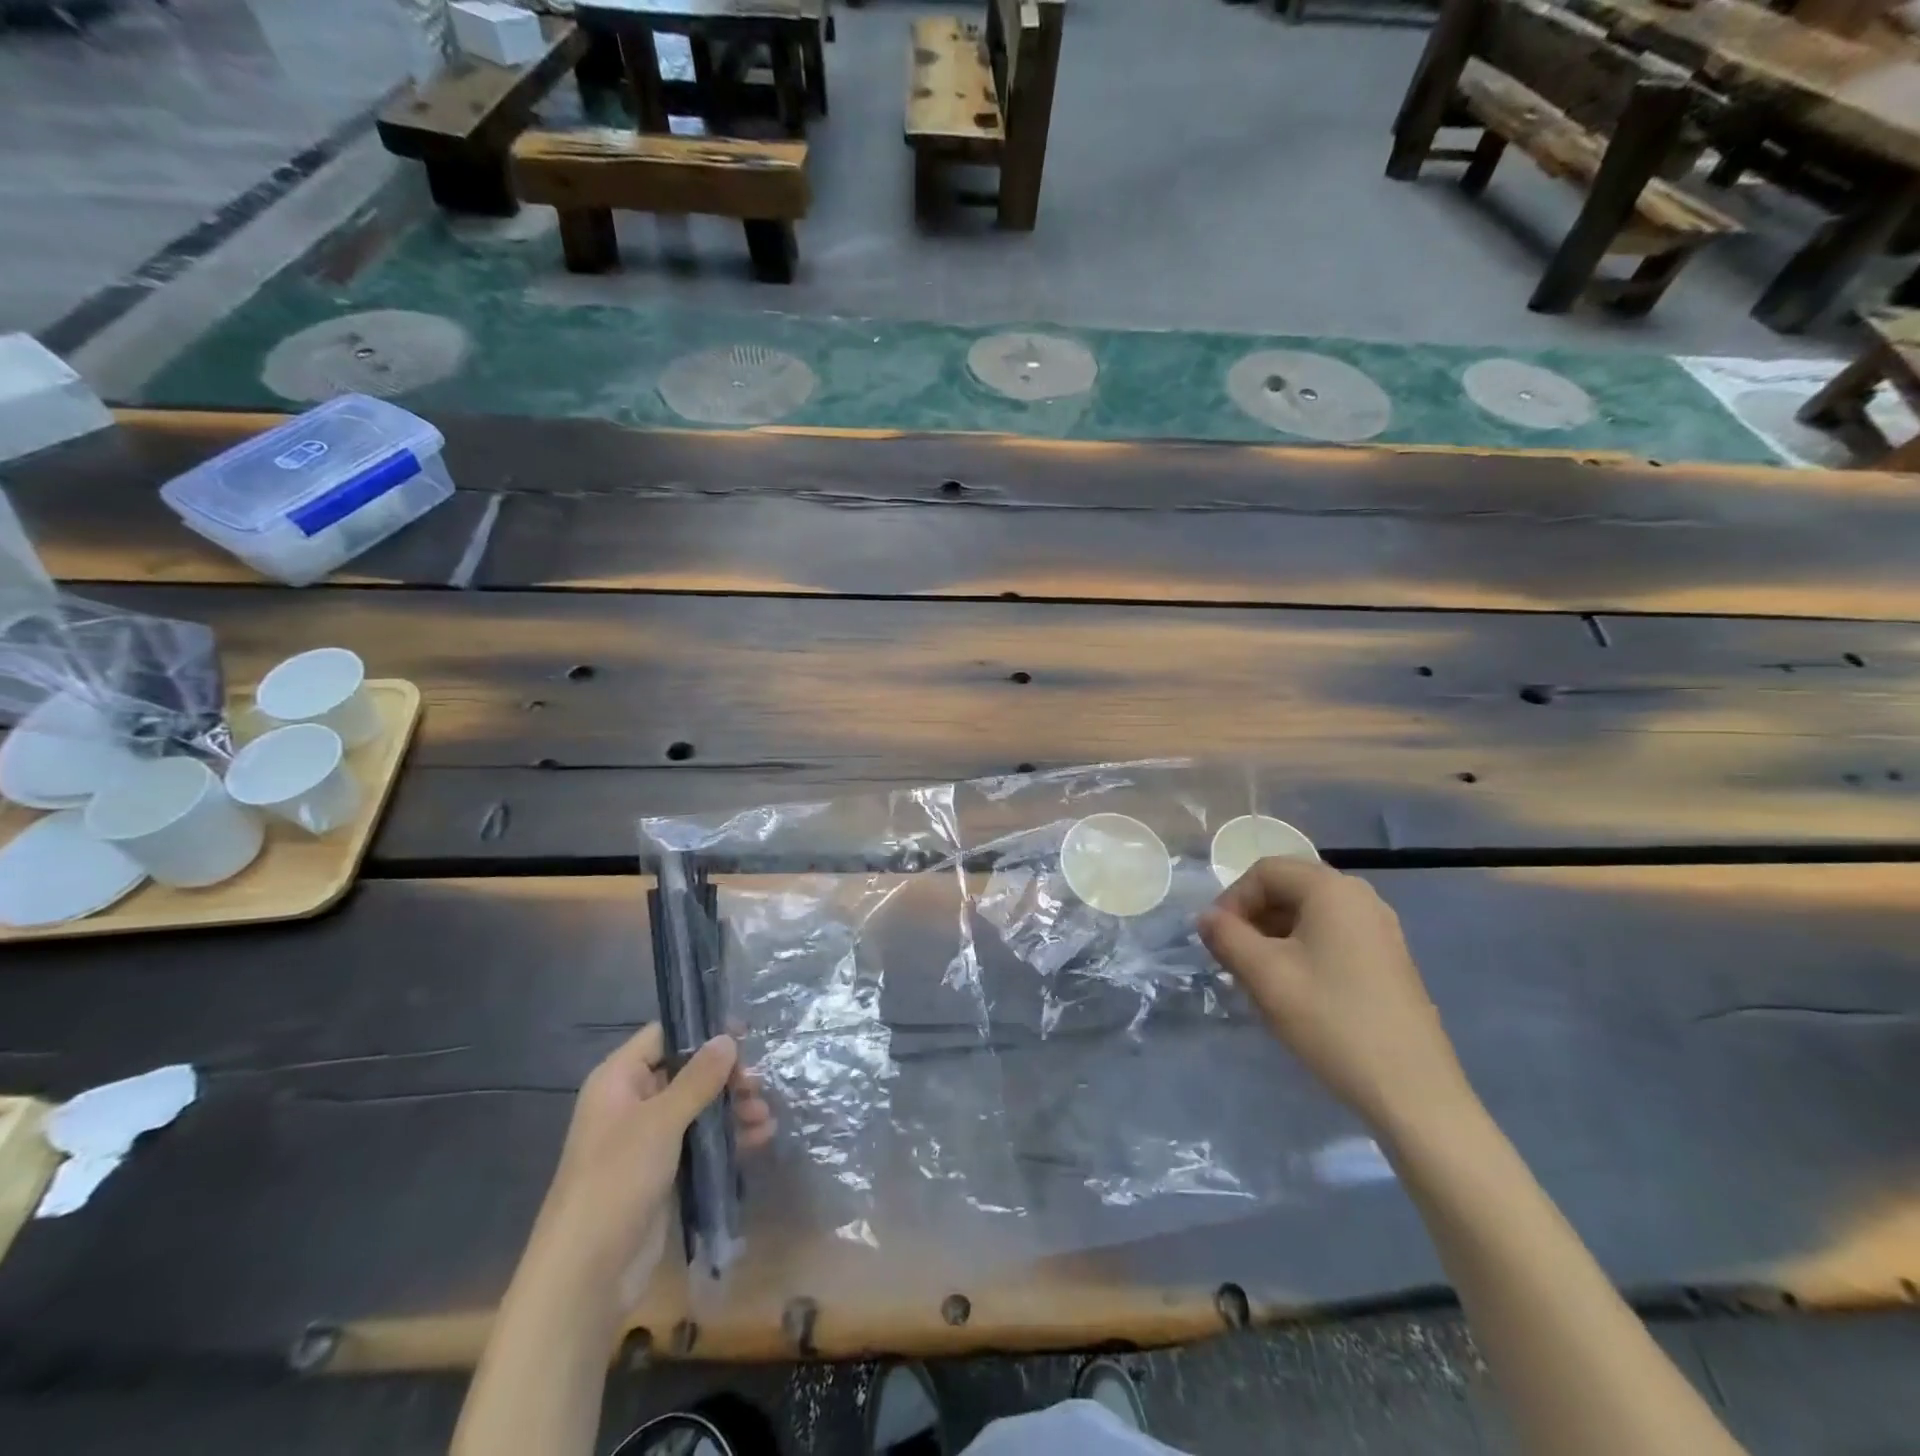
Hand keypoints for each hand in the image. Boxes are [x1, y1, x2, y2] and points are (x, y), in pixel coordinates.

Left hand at [526, 1024, 774, 1310]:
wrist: (585, 1275)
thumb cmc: (616, 1181)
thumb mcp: (661, 1122)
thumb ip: (698, 1078)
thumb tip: (728, 1038)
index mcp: (619, 1080)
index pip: (664, 1036)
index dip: (703, 1031)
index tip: (745, 1035)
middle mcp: (632, 1103)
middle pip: (687, 1071)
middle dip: (726, 1076)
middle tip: (757, 1085)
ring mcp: (648, 1140)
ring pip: (699, 1108)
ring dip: (733, 1108)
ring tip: (765, 1116)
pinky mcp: (663, 1172)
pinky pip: (701, 1141)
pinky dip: (728, 1137)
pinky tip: (760, 1138)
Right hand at [1198, 858, 1472, 1136]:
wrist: (1412, 1091)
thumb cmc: (1331, 1021)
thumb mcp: (1265, 975)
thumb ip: (1227, 936)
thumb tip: (1206, 918)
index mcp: (1332, 890)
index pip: (1265, 871)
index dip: (1232, 899)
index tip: (1216, 940)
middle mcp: (1361, 897)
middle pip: (1289, 888)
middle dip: (1252, 918)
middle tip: (1232, 958)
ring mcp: (1380, 929)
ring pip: (1309, 914)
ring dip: (1274, 935)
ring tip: (1258, 977)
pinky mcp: (1388, 959)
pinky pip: (1332, 936)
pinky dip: (1302, 950)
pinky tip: (1294, 989)